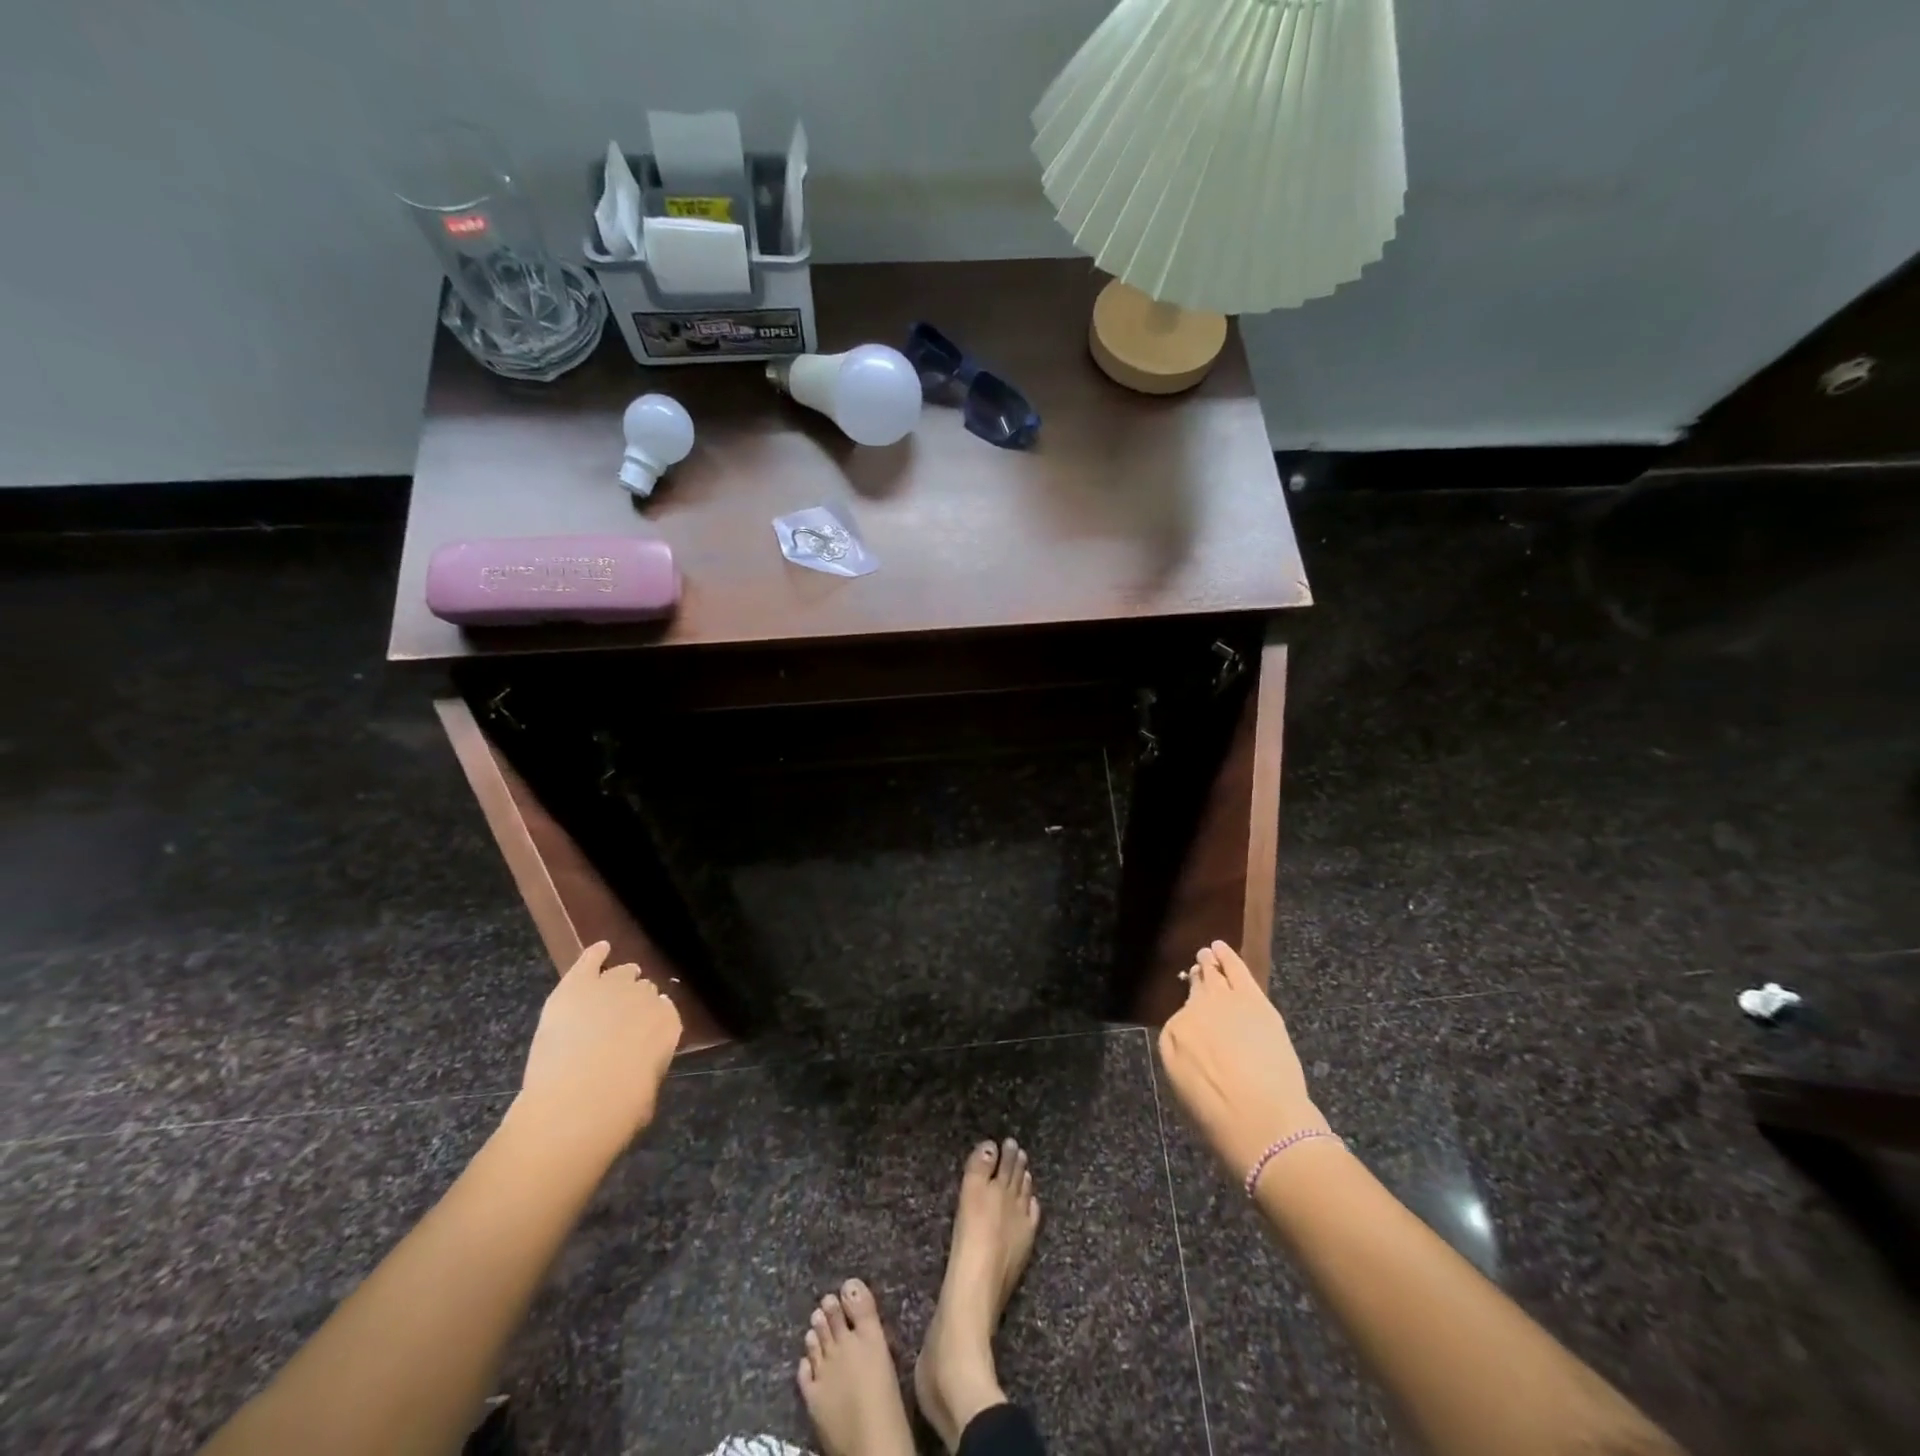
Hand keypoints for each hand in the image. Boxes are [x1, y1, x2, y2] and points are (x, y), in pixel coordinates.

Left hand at [514, 941, 683, 1154]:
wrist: (575, 1104)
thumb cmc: (618, 1112)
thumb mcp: (647, 1092)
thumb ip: (648, 1066)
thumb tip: (640, 1064)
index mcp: (669, 1024)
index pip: (666, 1010)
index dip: (652, 1019)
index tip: (642, 1032)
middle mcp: (646, 998)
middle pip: (643, 989)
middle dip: (634, 1000)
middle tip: (621, 1018)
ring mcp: (611, 988)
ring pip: (620, 973)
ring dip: (618, 980)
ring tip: (612, 987)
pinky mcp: (577, 987)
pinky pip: (589, 961)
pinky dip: (595, 954)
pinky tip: (600, 948)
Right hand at [1157, 941, 1323, 1180]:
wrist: (1262, 1121)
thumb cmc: (1221, 1120)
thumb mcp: (1187, 1092)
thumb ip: (1185, 1061)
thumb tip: (1196, 1047)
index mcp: (1172, 1037)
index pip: (1179, 1020)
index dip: (1189, 1016)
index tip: (1194, 1015)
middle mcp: (1192, 1012)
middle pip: (1195, 990)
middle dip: (1198, 979)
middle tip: (1198, 969)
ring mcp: (1223, 1002)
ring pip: (1214, 975)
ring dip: (1210, 962)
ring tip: (1208, 952)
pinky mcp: (1253, 999)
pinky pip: (1236, 969)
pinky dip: (1228, 957)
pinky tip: (1221, 947)